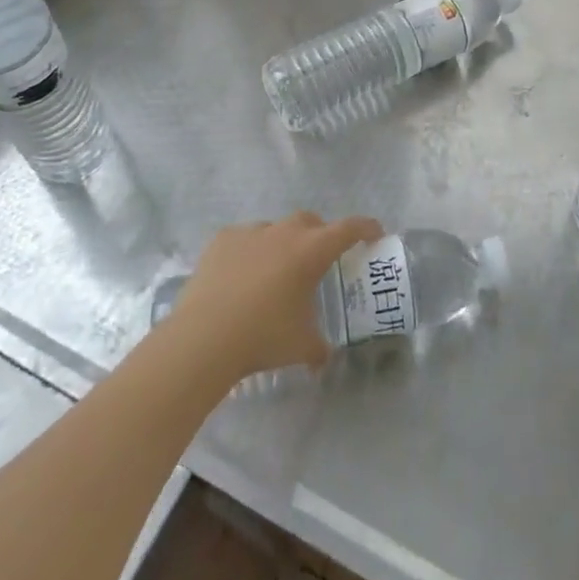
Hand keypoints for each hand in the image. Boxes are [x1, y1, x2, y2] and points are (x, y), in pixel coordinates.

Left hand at [167, 213, 382, 383]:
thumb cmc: (263, 337)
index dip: (366, 228)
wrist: (204, 337)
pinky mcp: (223, 239)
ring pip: (276, 229)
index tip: (374, 234)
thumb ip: (320, 348)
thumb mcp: (302, 346)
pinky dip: (251, 251)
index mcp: (312, 251)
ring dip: (283, 243)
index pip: (349, 228)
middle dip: (320, 235)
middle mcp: (284, 233)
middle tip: (319, 260)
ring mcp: (251, 232)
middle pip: (311, 222)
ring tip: (275, 272)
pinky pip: (245, 238)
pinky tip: (242, 275)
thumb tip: (324, 357)